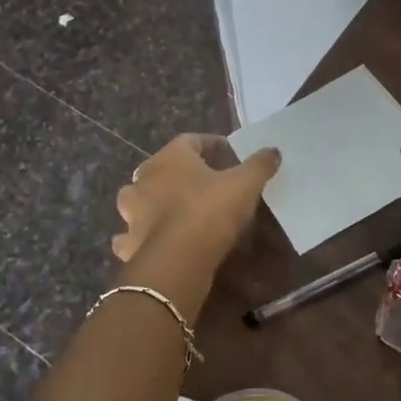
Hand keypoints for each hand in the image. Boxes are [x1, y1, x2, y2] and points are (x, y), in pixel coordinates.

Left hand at [113, 134, 280, 267]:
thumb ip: (259, 165)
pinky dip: (137, 237)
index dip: (210, 144)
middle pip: (159, 168)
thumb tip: (272, 150)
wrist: (178, 260)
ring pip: (137, 199)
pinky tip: (150, 242)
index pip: (190, 140)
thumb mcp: (245, 185)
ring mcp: (131, 212)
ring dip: (150, 202)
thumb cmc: (210, 211)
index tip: (228, 153)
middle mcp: (144, 179)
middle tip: (200, 182)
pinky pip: (129, 235)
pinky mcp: (127, 243)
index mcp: (170, 158)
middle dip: (177, 173)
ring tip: (170, 210)